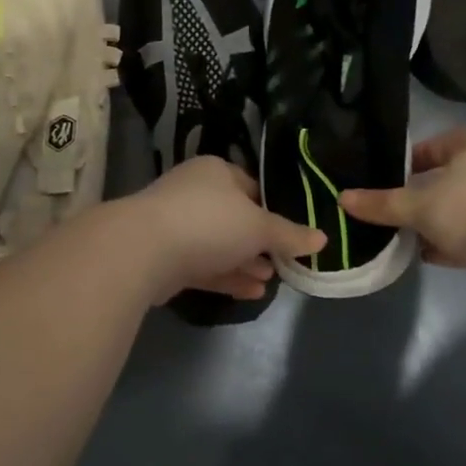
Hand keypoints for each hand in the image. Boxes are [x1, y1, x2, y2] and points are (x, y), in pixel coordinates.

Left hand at [132, 157, 326, 304]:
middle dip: (260, 243)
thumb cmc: (209, 222)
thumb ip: (289, 235)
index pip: (252, 187)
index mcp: (216, 171)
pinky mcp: (165, 257)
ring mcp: (176, 225)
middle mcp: (194, 192)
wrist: (143, 250)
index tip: (293, 235)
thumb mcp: (259, 226)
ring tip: (271, 281)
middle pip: (236, 218)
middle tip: (285, 263)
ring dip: (246, 263)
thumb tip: (322, 238)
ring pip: (219, 245)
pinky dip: (227, 277)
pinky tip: (251, 293)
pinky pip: (204, 265)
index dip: (274, 211)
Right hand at [341, 128, 465, 270]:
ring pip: (463, 208)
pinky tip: (432, 256)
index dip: (417, 155)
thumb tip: (342, 198)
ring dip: (439, 221)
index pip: (442, 142)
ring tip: (410, 235)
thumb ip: (381, 204)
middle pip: (452, 177)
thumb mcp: (417, 207)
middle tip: (399, 207)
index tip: (396, 174)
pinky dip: (453, 242)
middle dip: (425, 193)